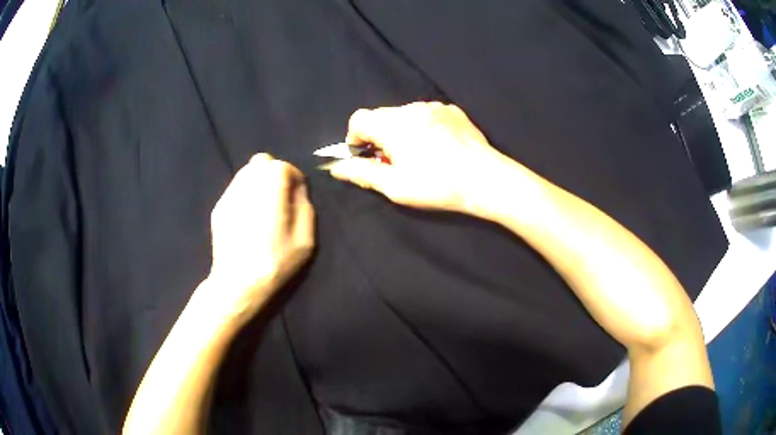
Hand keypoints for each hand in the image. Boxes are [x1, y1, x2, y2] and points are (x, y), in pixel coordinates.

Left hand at [208, 154, 314, 321]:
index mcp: (270, 188)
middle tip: (281, 198)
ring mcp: (229, 195)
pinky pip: (235, 190)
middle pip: (262, 162)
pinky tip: (248, 218)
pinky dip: (245, 195)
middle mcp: (247, 184)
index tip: (297, 196)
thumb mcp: (305, 238)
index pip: (283, 166)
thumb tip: (298, 190)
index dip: (294, 178)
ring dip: (259, 183)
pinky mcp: (219, 208)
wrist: (238, 283)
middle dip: (275, 174)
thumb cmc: (276, 261)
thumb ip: (305, 206)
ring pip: (246, 173)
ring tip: (264, 208)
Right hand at [327, 102, 515, 215]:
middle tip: (394, 162)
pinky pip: (426, 114)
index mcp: (393, 124)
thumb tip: (336, 167)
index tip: (366, 157)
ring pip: (404, 114)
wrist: (486, 180)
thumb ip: (362, 173)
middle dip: (379, 136)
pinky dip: (422, 127)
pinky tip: (438, 147)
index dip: (355, 138)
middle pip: (381, 116)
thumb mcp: (395, 186)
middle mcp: (412, 108)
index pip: (358, 119)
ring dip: (401, 131)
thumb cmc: (438, 186)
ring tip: (419, 155)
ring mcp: (435, 106)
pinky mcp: (453, 110)